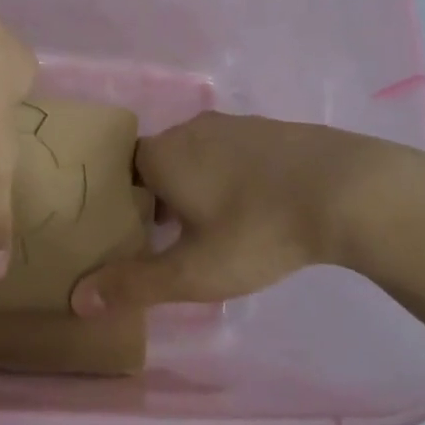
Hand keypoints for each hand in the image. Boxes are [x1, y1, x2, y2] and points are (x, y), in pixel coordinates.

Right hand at [70, 112, 424, 314]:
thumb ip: (134, 285)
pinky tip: (253, 209)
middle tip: (167, 241)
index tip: (129, 237)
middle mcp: (190, 129)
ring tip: (211, 230)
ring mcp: (233, 124)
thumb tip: (78, 300)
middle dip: (156, 199)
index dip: (120, 204)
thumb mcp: (193, 272)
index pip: (120, 171)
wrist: (345, 189)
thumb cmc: (256, 229)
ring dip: (195, 188)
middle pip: (157, 163)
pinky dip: (230, 177)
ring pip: (196, 157)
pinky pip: (232, 153)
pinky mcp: (269, 129)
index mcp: (161, 154)